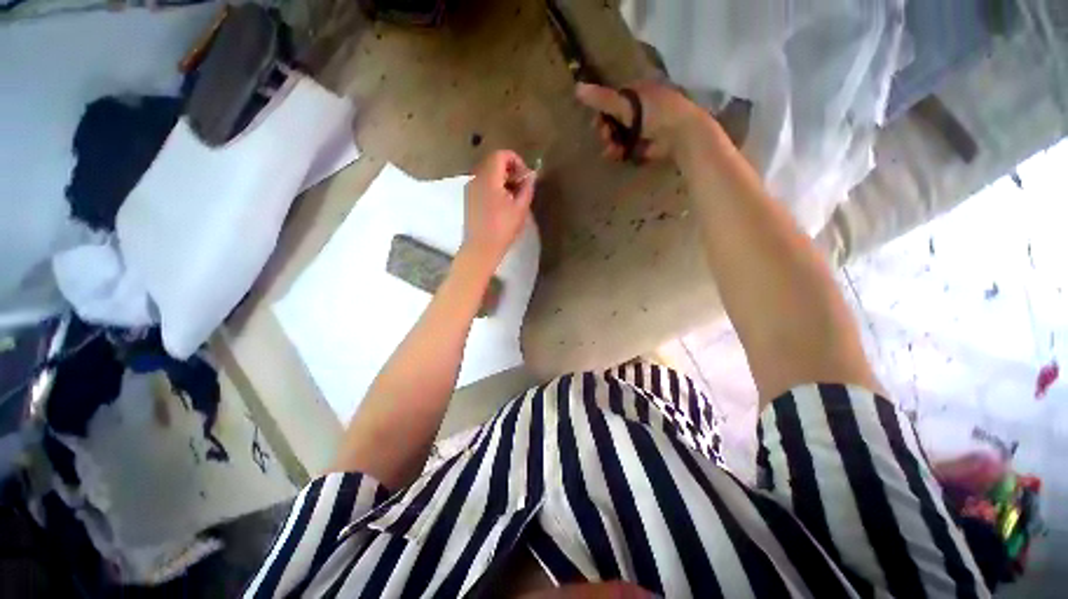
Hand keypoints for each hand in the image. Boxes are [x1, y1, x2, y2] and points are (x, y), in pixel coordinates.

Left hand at [462, 150, 534, 266]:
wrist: (482, 247)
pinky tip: (502, 203)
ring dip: (503, 179)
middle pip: (493, 162)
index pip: (501, 155)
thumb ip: (527, 187)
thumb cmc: (503, 228)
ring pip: (488, 173)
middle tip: (522, 186)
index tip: (525, 177)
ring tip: (514, 196)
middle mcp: (476, 178)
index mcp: (489, 178)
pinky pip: (483, 183)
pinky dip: (494, 186)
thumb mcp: (521, 207)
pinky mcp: (469, 198)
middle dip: (510, 170)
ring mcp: (470, 188)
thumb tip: (531, 175)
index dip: (516, 161)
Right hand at [576, 81, 710, 161]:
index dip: (602, 110)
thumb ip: (602, 99)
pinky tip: (616, 155)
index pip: (613, 99)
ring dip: (610, 142)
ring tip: (609, 149)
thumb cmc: (655, 112)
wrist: (679, 134)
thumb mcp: (625, 103)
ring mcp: (641, 127)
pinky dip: (619, 151)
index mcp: (637, 91)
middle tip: (603, 136)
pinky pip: (625, 147)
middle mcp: (638, 107)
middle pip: (613, 119)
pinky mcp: (643, 144)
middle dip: (605, 129)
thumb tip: (576, 87)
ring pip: (618, 135)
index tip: (596, 121)